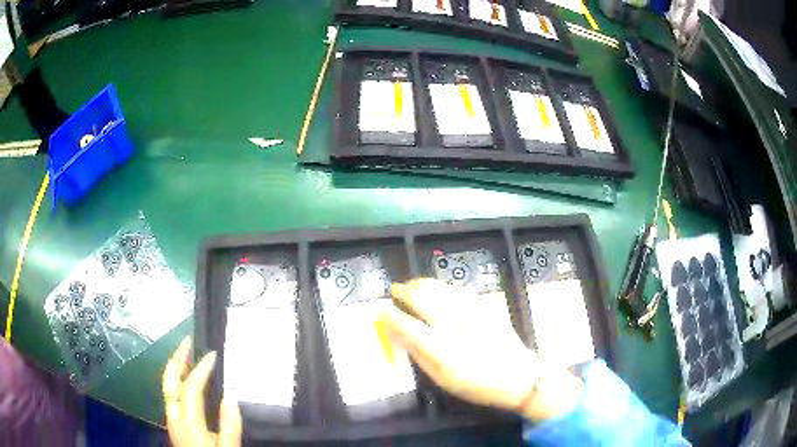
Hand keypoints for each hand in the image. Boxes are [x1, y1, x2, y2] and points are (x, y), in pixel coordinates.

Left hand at [162, 337, 241, 446]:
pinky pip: (170, 392)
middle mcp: (173, 414)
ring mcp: (170, 417)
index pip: (191, 387)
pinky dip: (176, 379)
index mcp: (188, 421)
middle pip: (169, 379)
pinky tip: (186, 379)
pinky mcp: (172, 421)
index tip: (214, 354)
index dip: (202, 368)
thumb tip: (231, 396)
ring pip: (167, 384)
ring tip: (188, 354)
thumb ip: (229, 425)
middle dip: (178, 357)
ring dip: (176, 366)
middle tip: (189, 340)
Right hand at [382, 278, 582, 421]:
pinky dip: (443, 285)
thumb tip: (398, 336)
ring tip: (411, 284)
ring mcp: (473, 313)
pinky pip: (459, 289)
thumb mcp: (443, 380)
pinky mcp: (486, 307)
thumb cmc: (477, 385)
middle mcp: (456, 326)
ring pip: (442, 289)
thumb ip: (419, 356)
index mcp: (443, 350)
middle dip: (406, 291)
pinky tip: (437, 286)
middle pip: (425, 300)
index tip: (380, 309)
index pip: (409, 326)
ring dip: (423, 284)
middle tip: (395, 289)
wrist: (519, 376)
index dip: (391, 316)